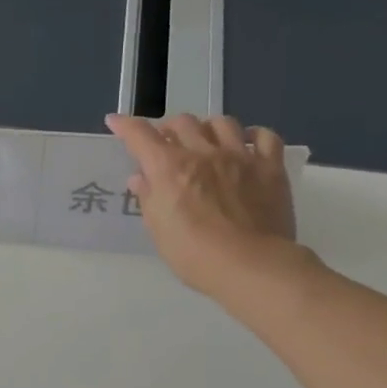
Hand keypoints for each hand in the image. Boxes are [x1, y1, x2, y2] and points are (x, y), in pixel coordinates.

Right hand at [105, 113, 303, 299]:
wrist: (252, 266)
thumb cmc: (194, 253)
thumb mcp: (158, 228)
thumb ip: (148, 197)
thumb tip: (140, 178)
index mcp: (168, 167)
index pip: (140, 134)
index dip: (124, 125)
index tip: (115, 122)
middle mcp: (202, 153)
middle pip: (182, 122)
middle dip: (168, 128)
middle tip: (166, 143)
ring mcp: (239, 157)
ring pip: (221, 123)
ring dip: (207, 128)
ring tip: (205, 141)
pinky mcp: (270, 168)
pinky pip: (265, 137)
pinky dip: (253, 135)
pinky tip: (246, 144)